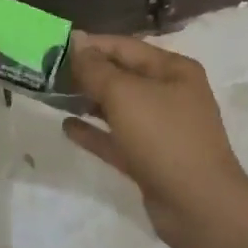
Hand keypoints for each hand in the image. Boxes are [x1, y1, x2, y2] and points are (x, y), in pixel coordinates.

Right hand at [62, 31, 247, 247]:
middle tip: (48, 73)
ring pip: (118, 108)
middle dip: (86, 73)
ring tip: (53, 97)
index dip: (90, 45)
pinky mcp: (151, 159)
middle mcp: (170, 94)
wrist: (199, 206)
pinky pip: (117, 138)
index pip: (124, 47)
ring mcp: (162, 129)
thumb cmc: (164, 137)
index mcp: (173, 70)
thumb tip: (77, 42)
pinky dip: (94, 132)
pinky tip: (67, 127)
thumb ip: (96, 68)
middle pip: (121, 76)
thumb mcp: (125, 94)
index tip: (54, 47)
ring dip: (88, 101)